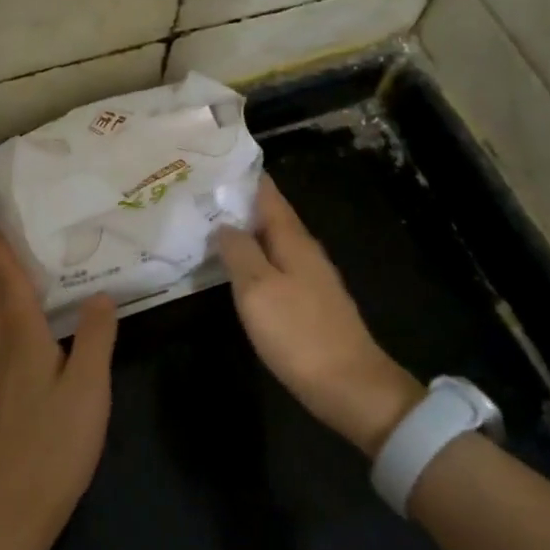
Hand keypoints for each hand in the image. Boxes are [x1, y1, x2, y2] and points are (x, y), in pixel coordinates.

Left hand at [0, 225, 118, 548]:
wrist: (12, 507)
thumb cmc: (54, 444)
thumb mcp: (88, 388)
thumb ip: (95, 339)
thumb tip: (100, 295)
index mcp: (22, 341)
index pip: (7, 285)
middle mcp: (1, 352)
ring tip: (12, 272)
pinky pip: (2, 341)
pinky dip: (8, 319)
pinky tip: (24, 329)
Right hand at [214, 176, 424, 455]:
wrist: (349, 386)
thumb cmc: (299, 333)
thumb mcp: (258, 289)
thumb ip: (239, 252)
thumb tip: (224, 224)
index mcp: (294, 241)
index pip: (268, 195)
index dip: (243, 178)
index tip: (214, 164)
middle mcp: (305, 252)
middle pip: (270, 217)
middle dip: (238, 204)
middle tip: (200, 196)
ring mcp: (310, 279)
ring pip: (272, 243)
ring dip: (244, 233)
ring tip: (209, 226)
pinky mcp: (309, 304)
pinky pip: (275, 268)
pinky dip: (253, 260)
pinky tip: (234, 270)